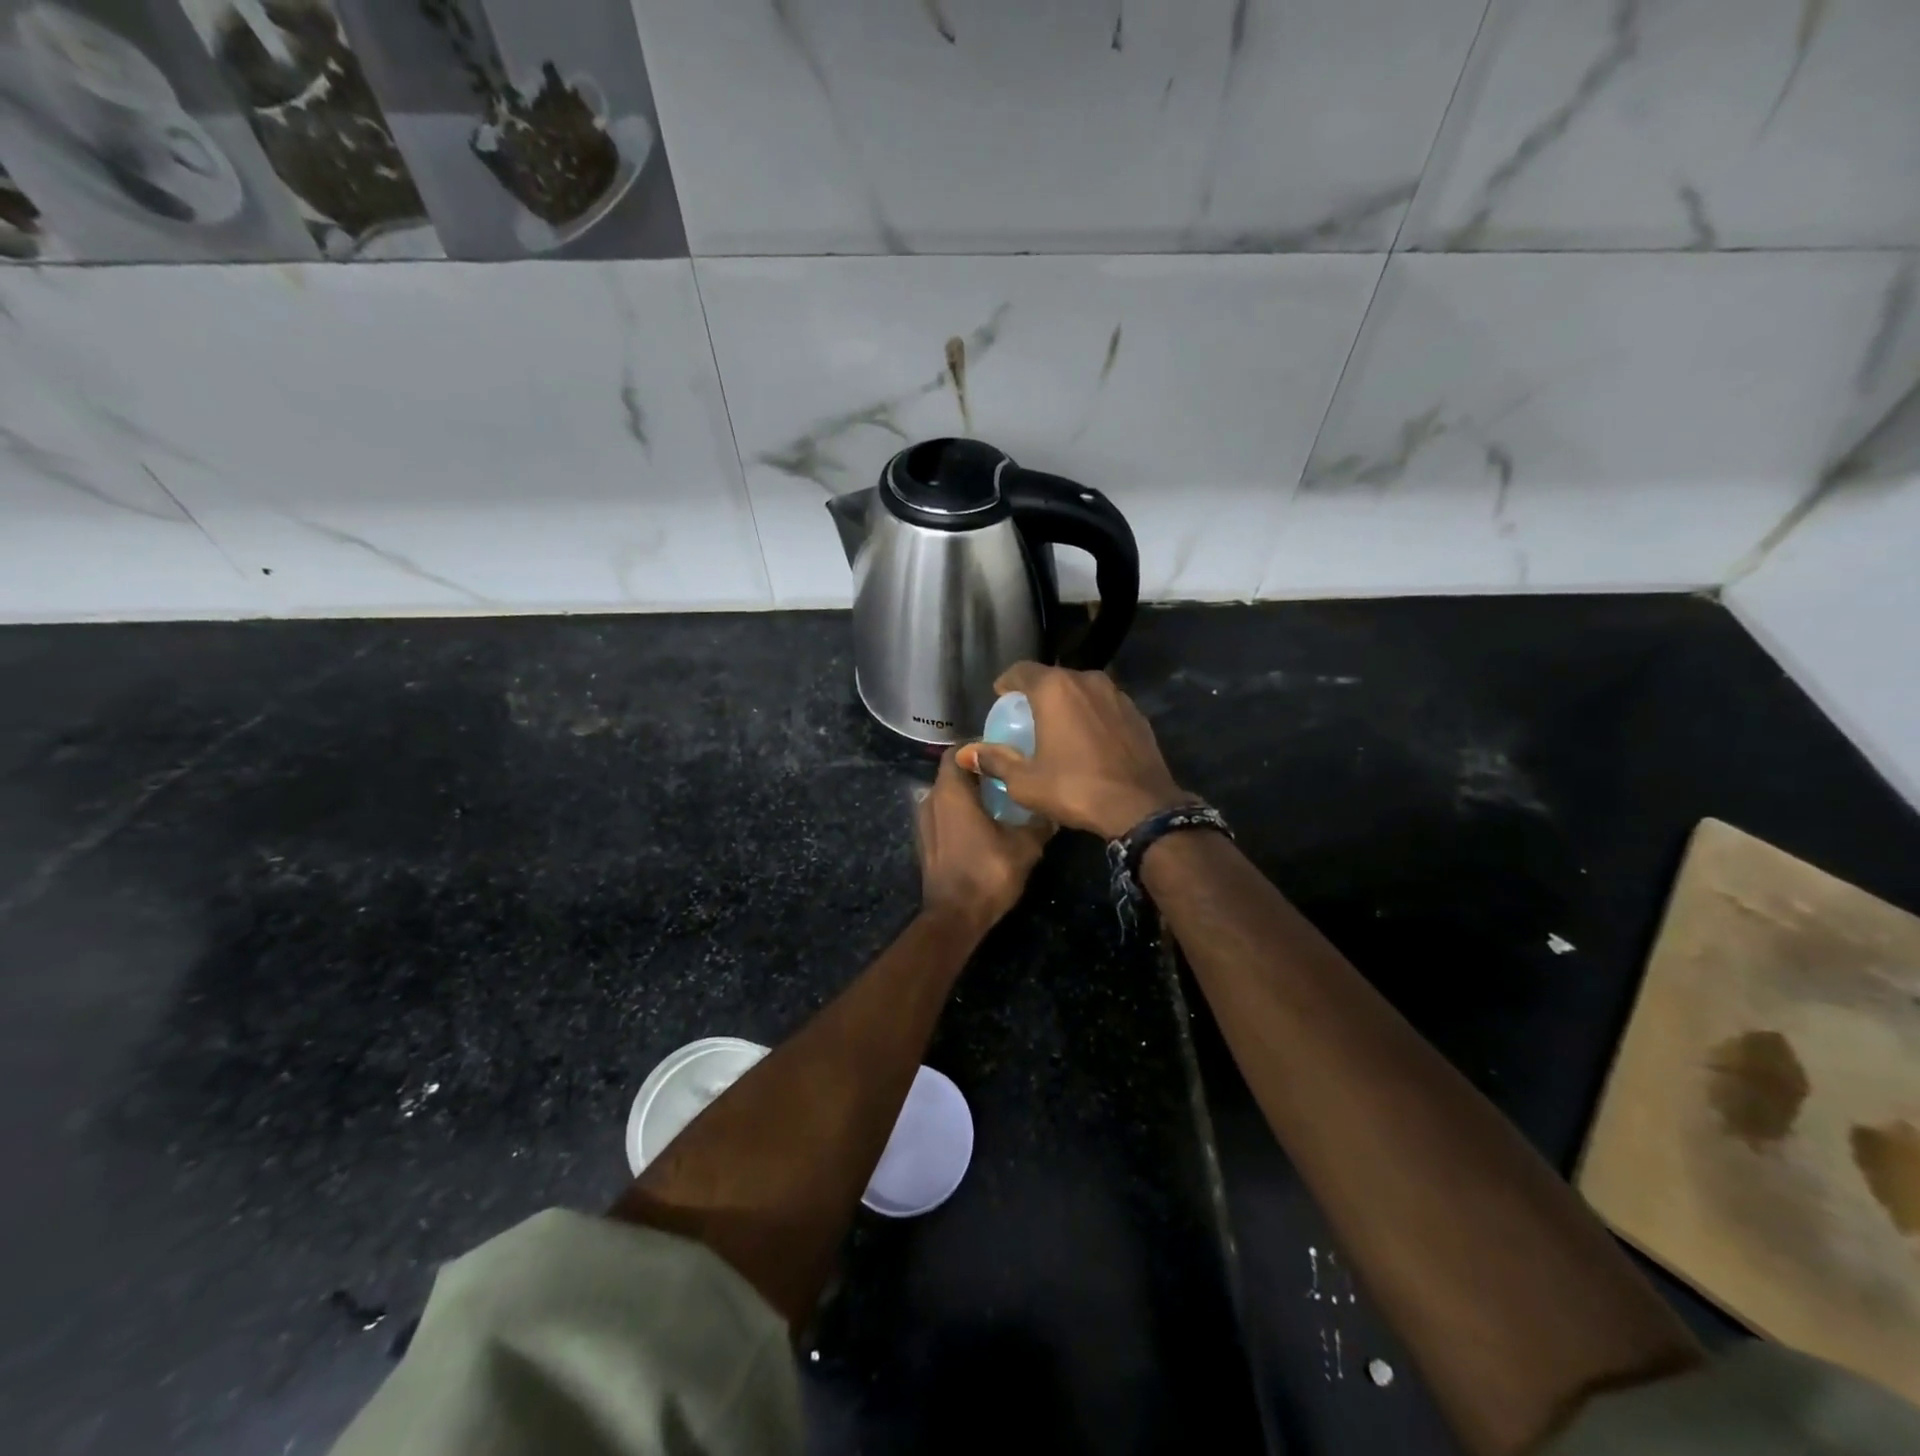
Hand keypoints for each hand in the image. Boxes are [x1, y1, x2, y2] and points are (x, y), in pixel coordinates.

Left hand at [916, 746, 1051, 927]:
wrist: (955, 917)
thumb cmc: (988, 873)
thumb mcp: (1025, 846)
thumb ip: (1039, 822)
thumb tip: (1053, 808)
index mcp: (951, 791)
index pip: (958, 752)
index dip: (978, 748)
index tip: (1003, 752)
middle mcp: (931, 799)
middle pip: (952, 772)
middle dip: (976, 771)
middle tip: (1006, 774)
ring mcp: (924, 821)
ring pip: (946, 794)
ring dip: (968, 793)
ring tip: (997, 799)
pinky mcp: (925, 841)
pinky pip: (942, 814)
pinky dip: (959, 812)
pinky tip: (982, 824)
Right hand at [956, 664, 1190, 838]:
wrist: (1141, 807)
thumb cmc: (1075, 789)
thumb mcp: (1025, 781)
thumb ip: (995, 760)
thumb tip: (967, 753)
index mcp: (1055, 689)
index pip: (1021, 670)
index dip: (1007, 682)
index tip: (1000, 698)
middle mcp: (1087, 681)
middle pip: (1053, 678)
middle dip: (1037, 694)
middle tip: (1026, 718)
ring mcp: (1116, 694)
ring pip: (1082, 690)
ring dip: (1067, 704)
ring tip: (1058, 729)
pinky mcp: (1137, 713)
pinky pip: (1104, 706)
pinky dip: (1091, 716)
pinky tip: (1088, 741)